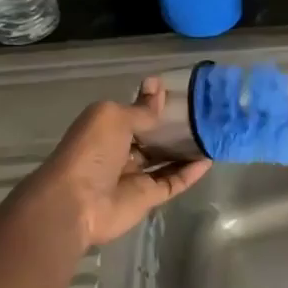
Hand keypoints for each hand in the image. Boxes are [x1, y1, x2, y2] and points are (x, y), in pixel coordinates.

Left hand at [27, 77, 210, 248]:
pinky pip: (173, 182)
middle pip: (152, 139)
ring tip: (212, 136)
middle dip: (175, 128)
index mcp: (107, 130)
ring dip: (186, 150)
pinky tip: (209, 159)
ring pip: (165, 161)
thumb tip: (158, 85)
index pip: (136, 115)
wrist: (76, 203)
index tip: (185, 95)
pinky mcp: (148, 198)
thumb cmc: (91, 152)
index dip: (157, 106)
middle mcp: (120, 152)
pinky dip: (190, 173)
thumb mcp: (114, 118)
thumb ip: (141, 108)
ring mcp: (134, 177)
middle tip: (205, 115)